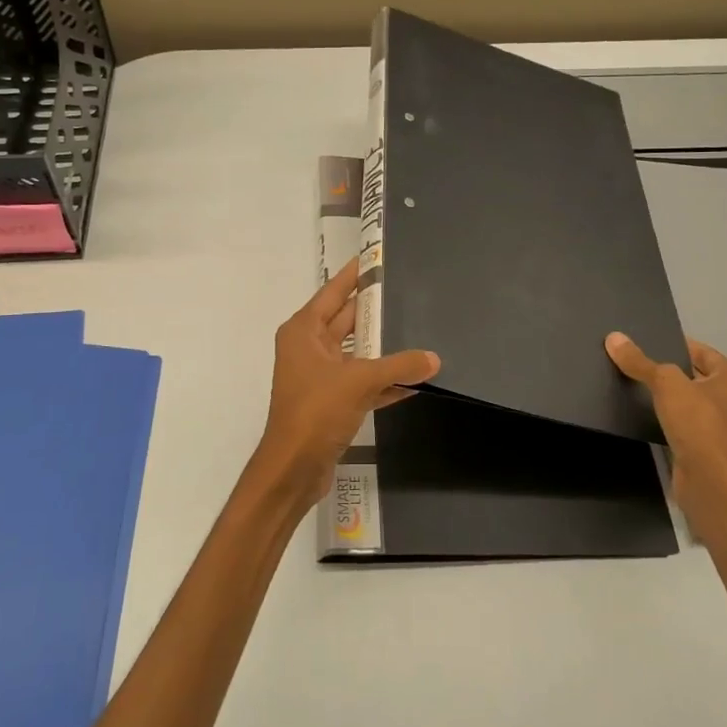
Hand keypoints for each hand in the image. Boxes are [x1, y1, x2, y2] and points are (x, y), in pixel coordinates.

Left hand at [251, 259, 439, 512]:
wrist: (293, 468)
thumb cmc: (316, 411)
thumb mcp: (359, 381)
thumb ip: (398, 366)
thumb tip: (433, 359)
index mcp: (304, 331)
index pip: (333, 292)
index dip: (355, 275)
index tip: (376, 258)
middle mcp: (308, 348)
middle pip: (345, 320)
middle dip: (374, 309)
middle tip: (407, 292)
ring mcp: (319, 376)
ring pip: (356, 352)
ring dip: (383, 347)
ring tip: (418, 330)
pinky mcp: (330, 402)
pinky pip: (361, 382)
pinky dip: (383, 380)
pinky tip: (413, 379)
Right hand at [605, 334, 726, 509]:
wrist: (711, 481)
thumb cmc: (699, 422)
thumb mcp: (666, 383)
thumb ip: (640, 361)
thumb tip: (614, 338)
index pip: (701, 351)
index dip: (673, 344)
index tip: (643, 341)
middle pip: (692, 375)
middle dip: (665, 369)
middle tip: (632, 360)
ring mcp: (719, 426)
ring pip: (686, 401)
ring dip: (664, 396)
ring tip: (630, 383)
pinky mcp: (704, 447)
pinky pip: (680, 422)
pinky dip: (664, 417)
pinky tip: (640, 412)